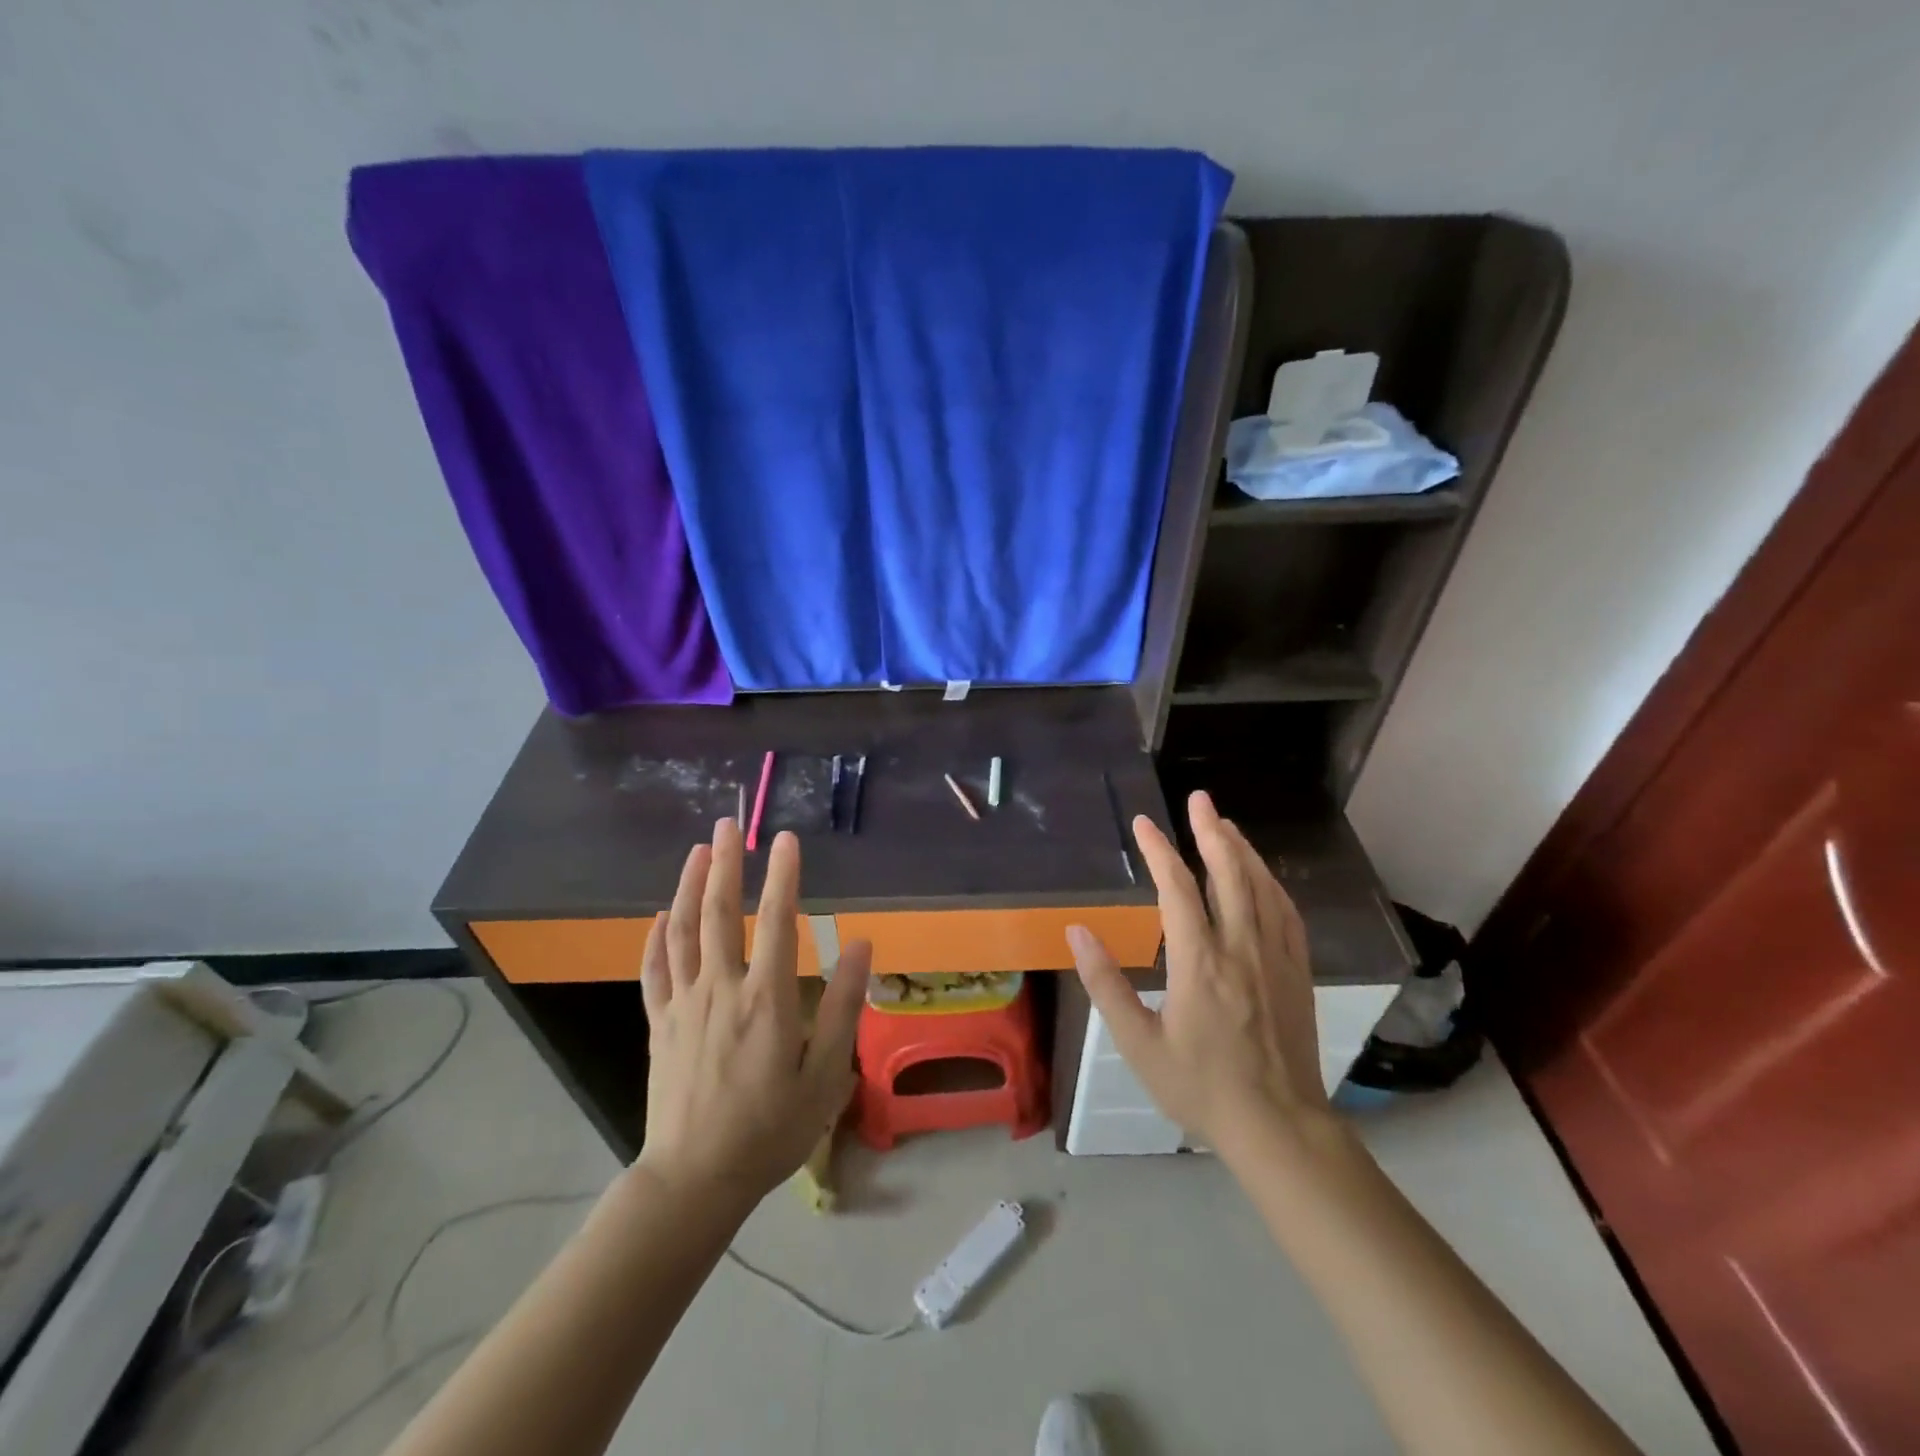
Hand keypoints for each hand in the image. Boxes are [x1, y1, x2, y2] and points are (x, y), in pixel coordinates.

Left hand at [636, 820, 872, 1205]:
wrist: (695, 1179)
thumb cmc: (770, 1129)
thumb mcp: (825, 1075)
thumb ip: (842, 1007)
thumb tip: (863, 946)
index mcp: (765, 1000)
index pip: (776, 921)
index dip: (782, 876)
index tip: (785, 839)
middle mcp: (721, 989)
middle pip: (719, 913)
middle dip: (725, 864)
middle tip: (728, 825)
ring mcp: (683, 1004)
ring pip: (682, 932)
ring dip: (688, 886)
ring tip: (696, 851)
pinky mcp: (660, 1024)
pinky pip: (654, 970)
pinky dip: (656, 937)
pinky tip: (659, 915)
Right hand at [1067, 790, 1326, 1156]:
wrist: (1278, 1127)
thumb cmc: (1200, 1087)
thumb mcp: (1138, 1043)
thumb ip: (1106, 984)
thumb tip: (1078, 931)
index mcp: (1200, 962)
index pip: (1178, 889)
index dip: (1159, 851)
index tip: (1144, 823)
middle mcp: (1241, 948)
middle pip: (1229, 874)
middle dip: (1211, 831)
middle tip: (1199, 799)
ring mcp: (1276, 958)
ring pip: (1261, 887)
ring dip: (1242, 850)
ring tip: (1226, 824)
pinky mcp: (1297, 972)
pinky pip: (1286, 914)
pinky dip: (1271, 883)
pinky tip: (1263, 876)